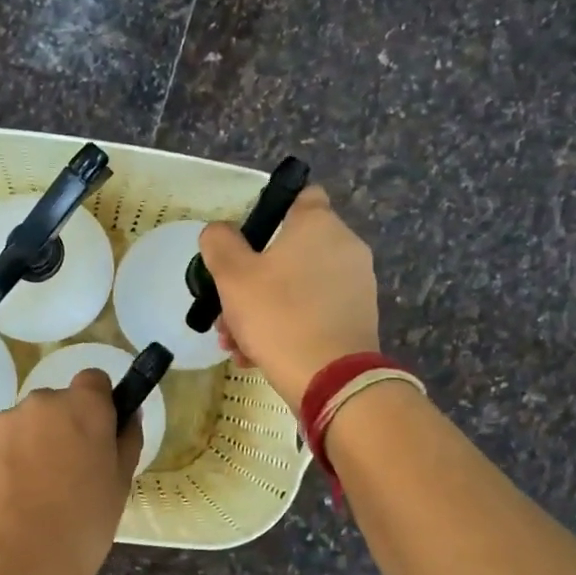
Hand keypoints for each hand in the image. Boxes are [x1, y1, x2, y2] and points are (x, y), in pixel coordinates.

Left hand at [0, 369, 142, 574]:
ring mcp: (1, 426)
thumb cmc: (83, 524)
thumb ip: (126, 440)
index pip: (93, 380)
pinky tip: (11, 503)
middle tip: (69, 474)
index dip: (98, 403)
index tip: (98, 435)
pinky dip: (6, 466)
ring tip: (36, 495)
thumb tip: (128, 415)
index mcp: (82, 406)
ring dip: (31, 446)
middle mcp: (40, 404)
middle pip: (55, 404)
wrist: (17, 562)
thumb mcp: (120, 484)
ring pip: (24, 427)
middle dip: (62, 428)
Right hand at [198, 185, 379, 410]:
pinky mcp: (357, 320)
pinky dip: (286, 327)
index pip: (301, 196)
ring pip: (297, 288)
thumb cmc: (277, 315)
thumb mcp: (232, 276)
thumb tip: (218, 231)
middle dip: (252, 280)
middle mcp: (344, 247)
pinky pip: (313, 313)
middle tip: (226, 309)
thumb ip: (219, 244)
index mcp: (317, 225)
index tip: (246, 241)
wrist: (329, 378)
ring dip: (263, 309)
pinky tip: (257, 356)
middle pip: (290, 252)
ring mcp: (355, 285)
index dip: (271, 212)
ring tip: (235, 342)